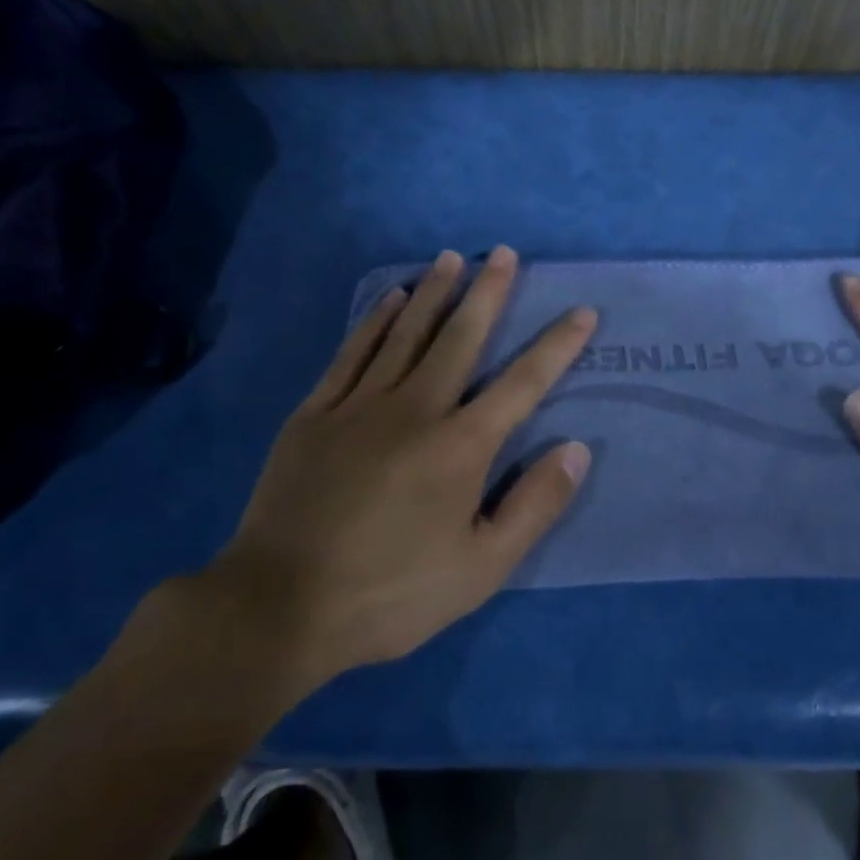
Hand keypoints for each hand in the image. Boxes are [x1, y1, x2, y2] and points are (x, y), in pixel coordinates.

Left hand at [205, 245, 595, 687]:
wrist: (278, 607)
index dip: (557, 346)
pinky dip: (375, 321)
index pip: (523, 383)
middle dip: (488, 292)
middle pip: (460, 337)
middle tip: (504, 253)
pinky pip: (352, 352)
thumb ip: (533, 505)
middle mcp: (415, 409)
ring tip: (452, 258)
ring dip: (433, 292)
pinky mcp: (315, 413)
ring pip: (405, 333)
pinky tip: (390, 298)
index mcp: (460, 446)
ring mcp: (360, 405)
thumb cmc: (390, 593)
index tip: (581, 312)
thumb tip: (575, 449)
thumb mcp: (481, 569)